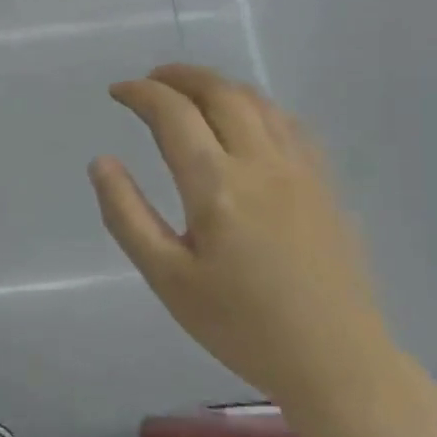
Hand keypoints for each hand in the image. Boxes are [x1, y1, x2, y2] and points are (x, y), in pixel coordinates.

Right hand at [89, 64, 394, 408]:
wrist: (335, 360)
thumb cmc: (240, 325)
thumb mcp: (167, 278)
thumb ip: (127, 215)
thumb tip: (101, 162)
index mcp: (216, 186)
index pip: (173, 114)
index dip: (141, 94)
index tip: (117, 92)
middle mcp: (261, 163)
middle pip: (219, 93)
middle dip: (178, 76)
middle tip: (149, 81)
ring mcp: (300, 169)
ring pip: (257, 102)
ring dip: (217, 85)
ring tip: (189, 92)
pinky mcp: (324, 183)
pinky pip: (288, 122)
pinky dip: (255, 105)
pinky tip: (245, 120)